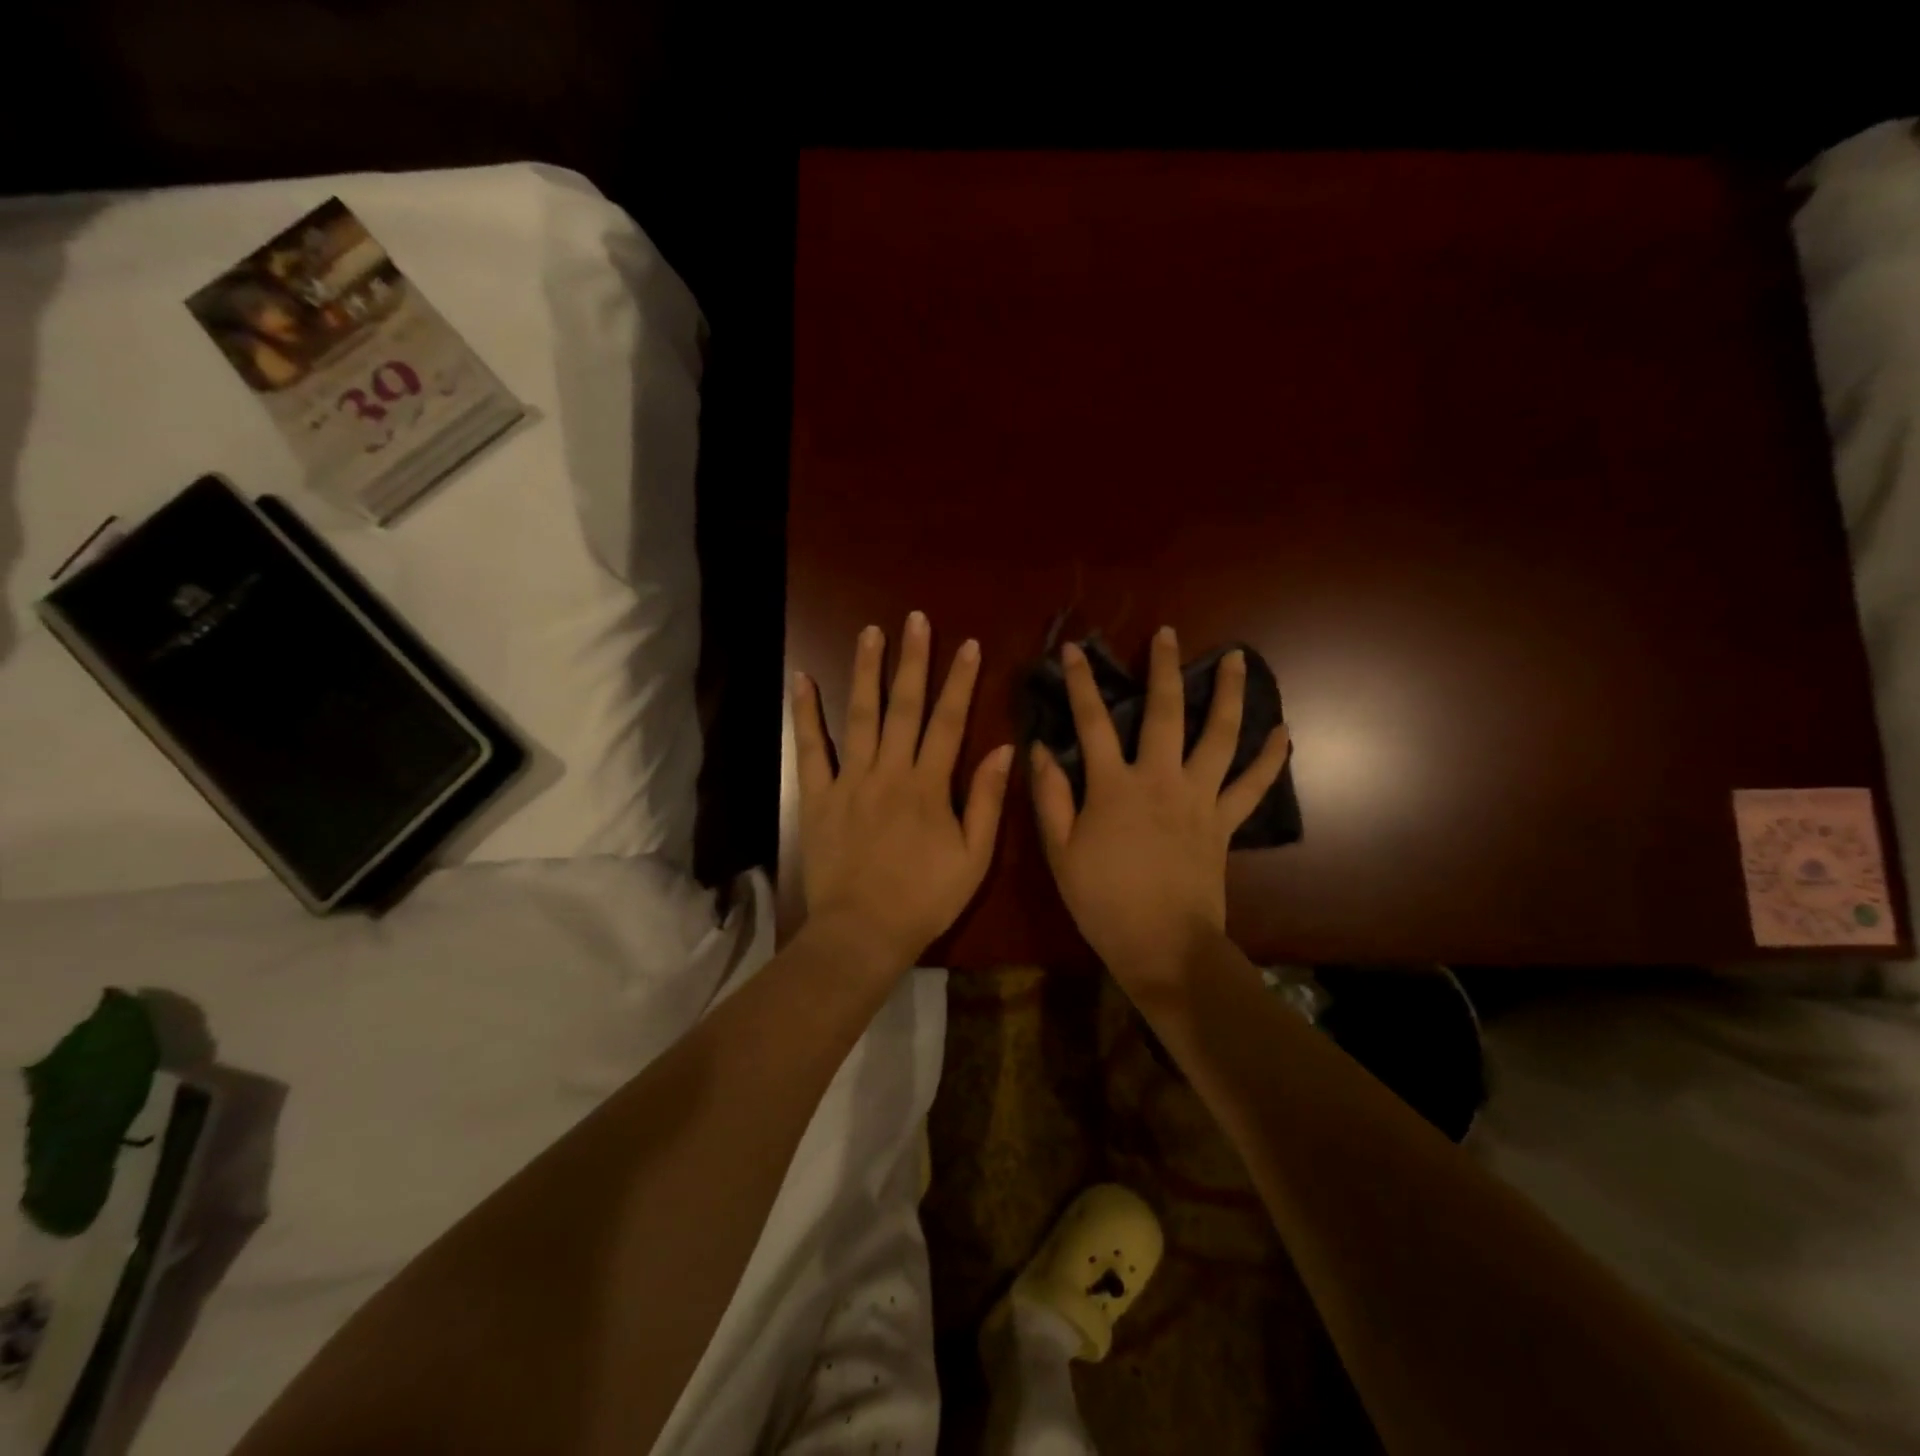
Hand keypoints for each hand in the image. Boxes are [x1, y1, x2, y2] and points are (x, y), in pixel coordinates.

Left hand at [793, 612, 1014, 970]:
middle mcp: (889, 771)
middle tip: (914, 619)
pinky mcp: (818, 796)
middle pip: (904, 707)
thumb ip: (987, 801)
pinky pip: (811, 749)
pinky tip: (802, 680)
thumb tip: (1005, 749)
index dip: (960, 681)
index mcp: (929, 785)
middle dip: (912, 660)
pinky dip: (806, 714)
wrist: (863, 932)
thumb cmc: (925, 899)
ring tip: (869, 632)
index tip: (968, 644)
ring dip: (865, 671)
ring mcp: (849, 781)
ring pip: (860, 716)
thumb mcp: (974, 858)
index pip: (949, 721)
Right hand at [1032, 627, 1289, 989]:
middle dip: (1163, 669)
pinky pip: (1252, 786)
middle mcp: (1160, 780)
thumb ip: (1050, 797)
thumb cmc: (1103, 900)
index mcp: (1114, 787)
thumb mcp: (1060, 852)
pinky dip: (1270, 758)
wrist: (1163, 946)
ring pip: (1219, 736)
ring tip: (1237, 659)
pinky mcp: (1224, 822)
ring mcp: (1199, 799)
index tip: (1075, 649)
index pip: (1092, 723)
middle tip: (1167, 634)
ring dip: (1228, 694)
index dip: (1082, 683)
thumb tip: (1040, 749)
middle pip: (1165, 713)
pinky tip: (1283, 732)